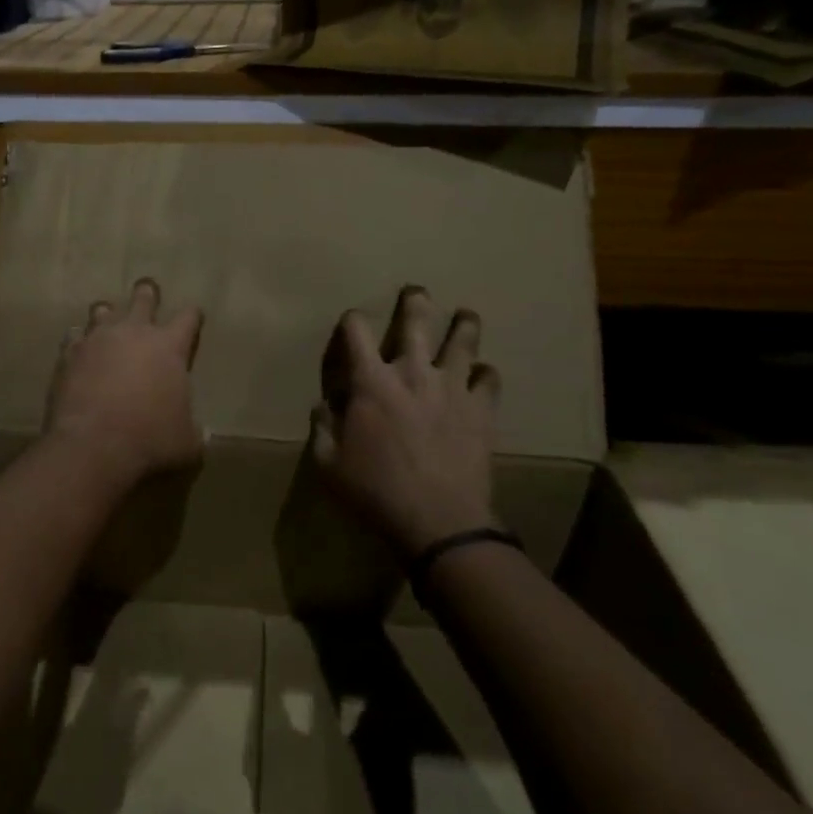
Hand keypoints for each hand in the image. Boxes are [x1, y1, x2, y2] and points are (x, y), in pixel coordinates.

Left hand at [46, 278, 203, 485]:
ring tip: (108, 319)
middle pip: (143, 298)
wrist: (93, 445)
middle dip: (147, 293)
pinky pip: (74, 336)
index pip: (188, 317)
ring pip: (103, 310)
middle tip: (147, 290)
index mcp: (169, 346)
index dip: (192, 315)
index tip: (193, 316)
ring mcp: (98, 339)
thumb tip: (202, 434)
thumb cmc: (150, 439)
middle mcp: (134, 332)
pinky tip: (79, 348)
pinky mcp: (69, 354)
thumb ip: (194, 431)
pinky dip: (79, 340)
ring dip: (108, 314)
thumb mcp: (186, 442)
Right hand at [311, 286, 501, 556]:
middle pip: (417, 320)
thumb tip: (323, 406)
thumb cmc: (376, 491)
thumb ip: (322, 429)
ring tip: (466, 315)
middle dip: (416, 301)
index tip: (352, 321)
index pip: (356, 331)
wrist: (438, 521)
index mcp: (372, 382)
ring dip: (464, 324)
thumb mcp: (329, 465)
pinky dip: (486, 374)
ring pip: (463, 340)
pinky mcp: (481, 409)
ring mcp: (452, 388)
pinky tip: (483, 375)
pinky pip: (490, 379)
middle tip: (417, 291)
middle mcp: (413, 372)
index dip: (352, 319)